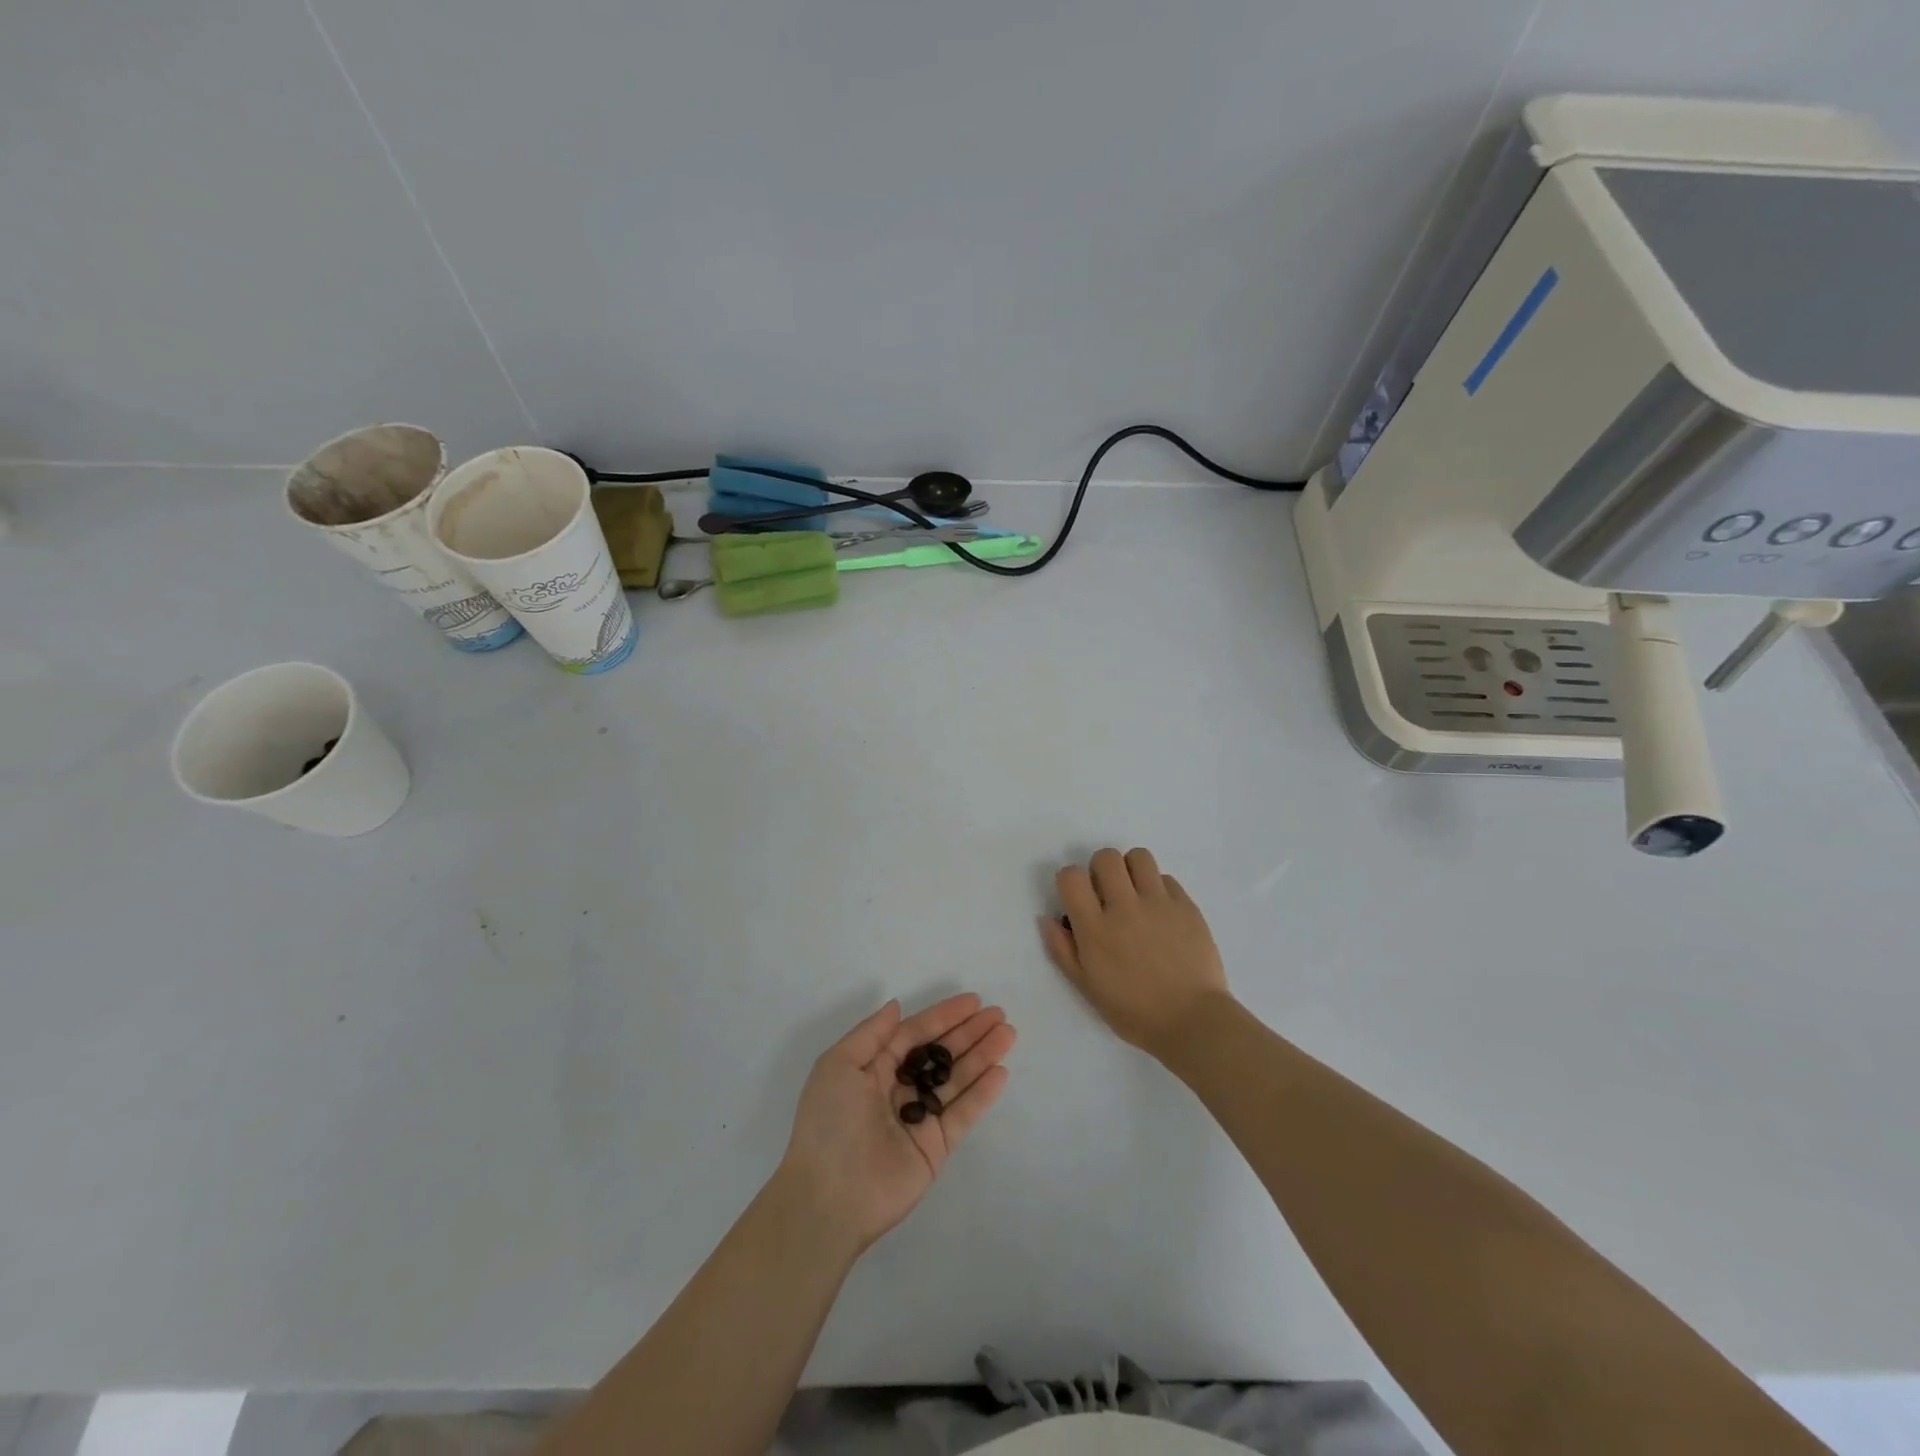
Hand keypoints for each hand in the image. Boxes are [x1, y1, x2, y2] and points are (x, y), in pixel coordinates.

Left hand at [779, 993, 1014, 1253]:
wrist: (828, 1198)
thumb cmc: (829, 1122)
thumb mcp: (838, 1065)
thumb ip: (872, 1034)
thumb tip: (897, 1006)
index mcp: (873, 1068)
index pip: (915, 1034)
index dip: (943, 1016)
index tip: (973, 1001)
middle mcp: (899, 1089)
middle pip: (941, 1054)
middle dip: (969, 1033)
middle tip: (999, 1015)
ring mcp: (919, 1119)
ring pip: (957, 1079)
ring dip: (982, 1056)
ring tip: (1008, 1034)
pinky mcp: (935, 1148)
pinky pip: (963, 1114)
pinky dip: (982, 1093)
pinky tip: (1001, 1072)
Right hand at [1042, 847, 1229, 1057]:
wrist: (1193, 1021)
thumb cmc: (1134, 1012)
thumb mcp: (1087, 988)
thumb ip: (1062, 950)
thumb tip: (1047, 918)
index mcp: (1095, 929)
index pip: (1071, 876)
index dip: (1070, 881)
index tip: (1078, 899)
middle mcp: (1125, 907)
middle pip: (1106, 857)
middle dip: (1100, 869)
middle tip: (1107, 894)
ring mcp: (1159, 903)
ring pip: (1139, 857)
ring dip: (1130, 870)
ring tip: (1135, 893)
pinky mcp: (1186, 906)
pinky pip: (1166, 878)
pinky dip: (1158, 888)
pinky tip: (1160, 912)